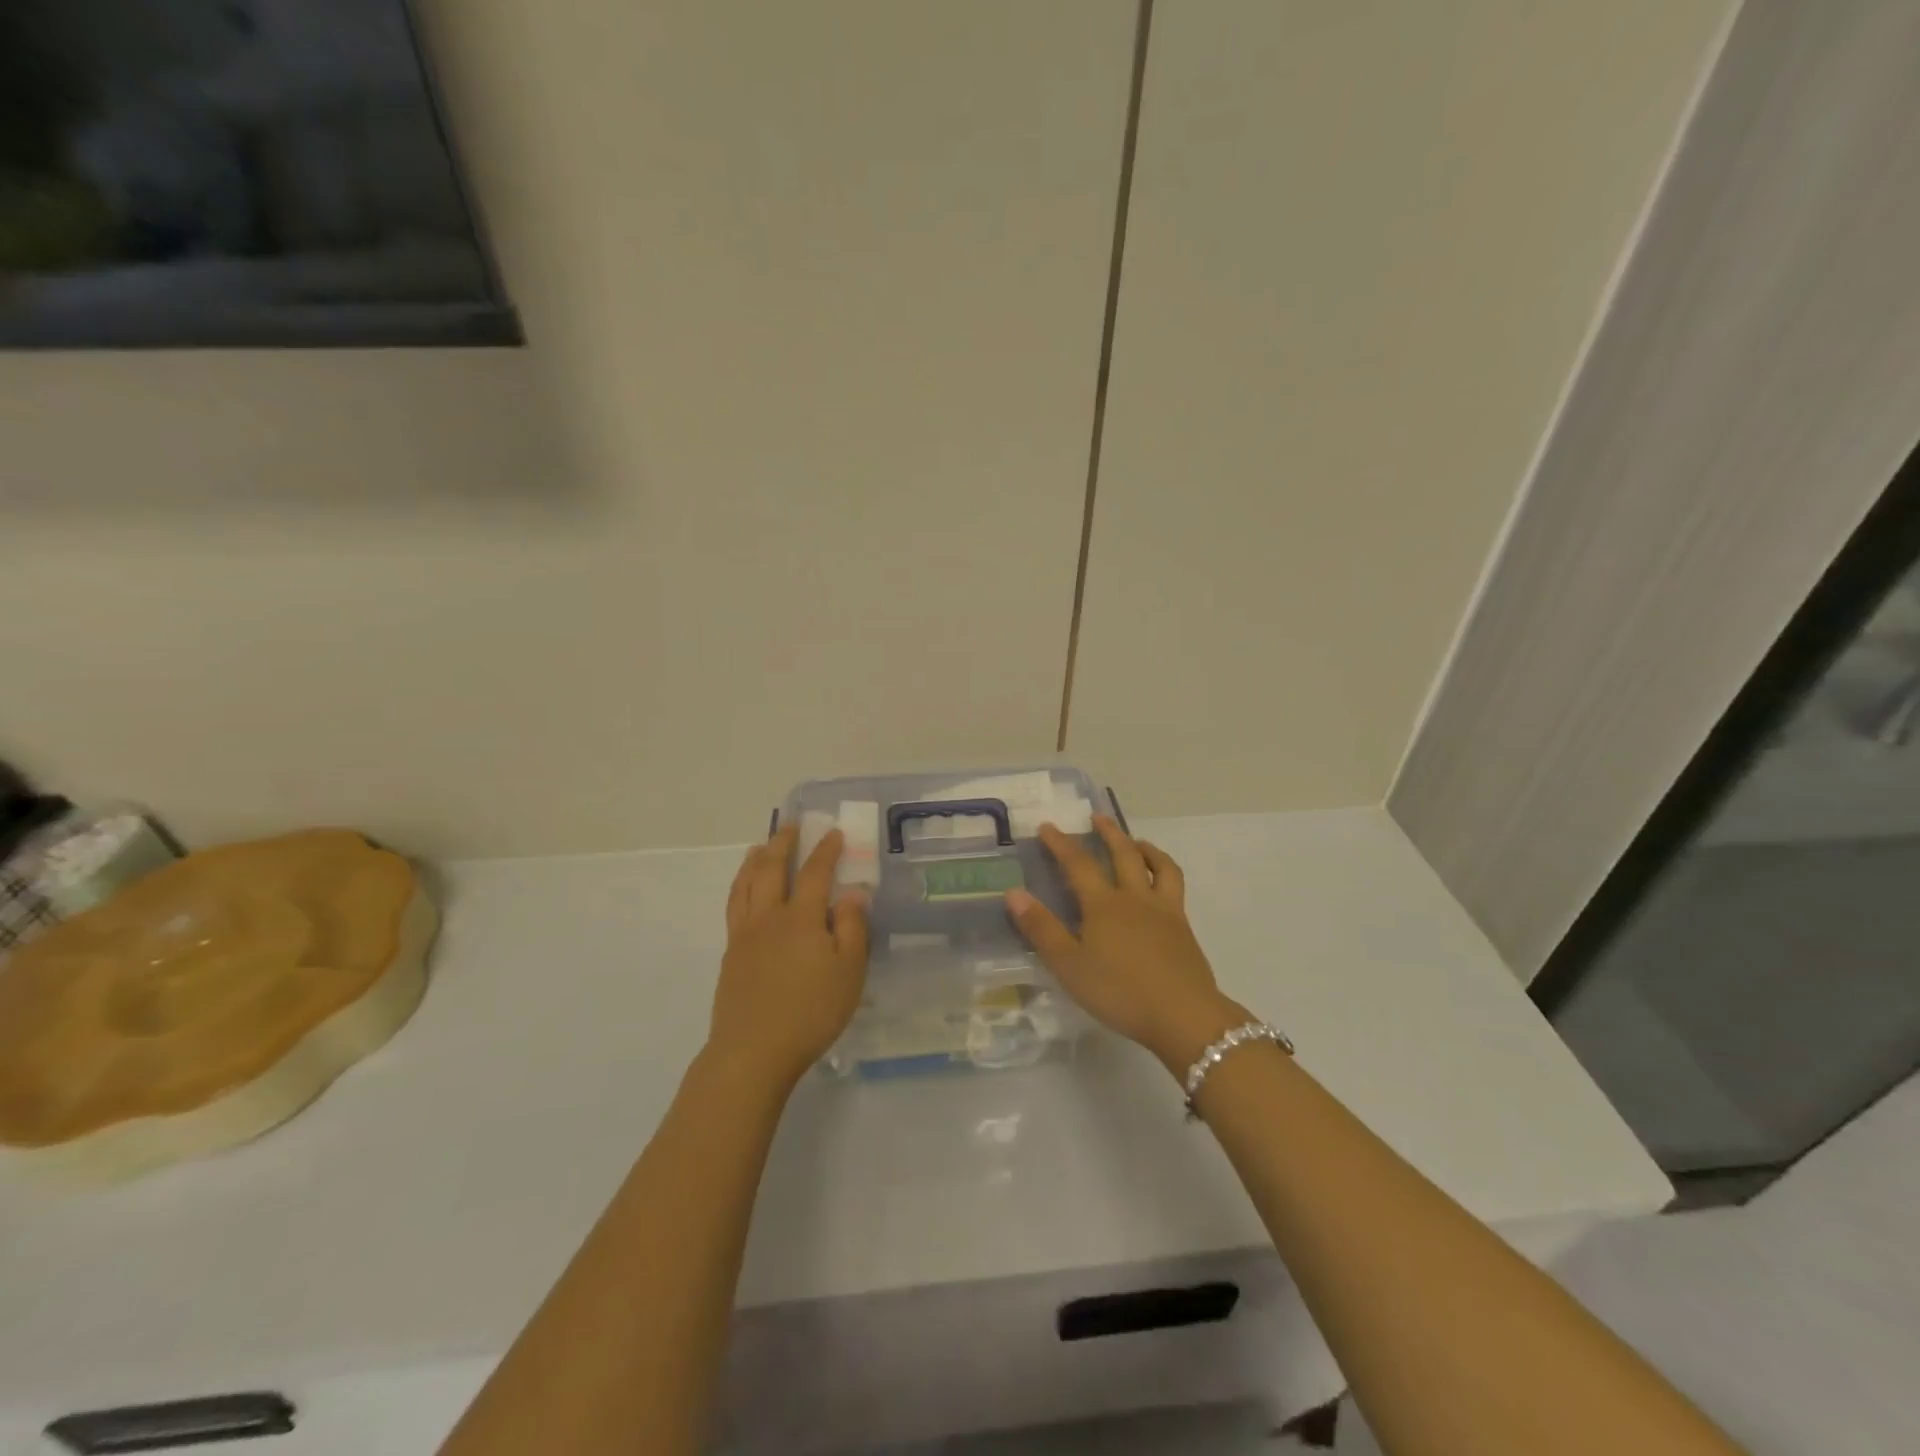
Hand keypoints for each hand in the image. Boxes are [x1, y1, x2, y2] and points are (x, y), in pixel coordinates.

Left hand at [711, 825, 870, 1089]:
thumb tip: (852, 892)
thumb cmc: (811, 1011)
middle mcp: (769, 917)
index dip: (826, 851)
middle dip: (782, 844)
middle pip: (771, 869)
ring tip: (758, 847)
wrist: (753, 1051)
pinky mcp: (730, 955)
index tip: (834, 833)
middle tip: (790, 826)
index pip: (814, 873)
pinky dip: (739, 887)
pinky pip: (734, 906)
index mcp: (801, 918)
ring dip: (754, 861)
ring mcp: (744, 935)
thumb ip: (853, 927)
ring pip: (745, 885)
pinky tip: (744, 892)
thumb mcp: (849, 971)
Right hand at [1005, 817, 1246, 1074]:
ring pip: (1158, 866)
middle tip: (1097, 817)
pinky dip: (1165, 873)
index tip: (1047, 827)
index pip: (1078, 864)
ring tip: (1137, 842)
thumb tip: (1014, 892)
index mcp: (1103, 905)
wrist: (1183, 1015)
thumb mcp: (1069, 965)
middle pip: (1123, 854)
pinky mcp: (1183, 928)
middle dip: (1108, 833)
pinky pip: (1175, 887)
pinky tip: (1161, 884)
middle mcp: (1135, 898)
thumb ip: (1041, 928)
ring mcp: (1164, 911)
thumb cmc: (1119, 992)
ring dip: (1145, 848)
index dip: (1061, 844)